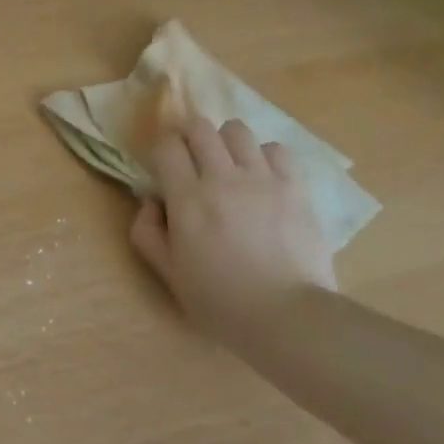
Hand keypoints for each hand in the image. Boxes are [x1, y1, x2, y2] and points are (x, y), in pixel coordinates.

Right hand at [130, 116, 335, 345]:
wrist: (285, 315)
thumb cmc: (219, 301)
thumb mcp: (168, 274)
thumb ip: (148, 233)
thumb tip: (151, 201)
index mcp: (187, 200)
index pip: (167, 147)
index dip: (161, 151)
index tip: (163, 168)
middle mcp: (223, 178)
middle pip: (200, 128)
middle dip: (189, 137)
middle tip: (191, 160)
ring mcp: (263, 178)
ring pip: (237, 130)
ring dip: (225, 142)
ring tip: (228, 165)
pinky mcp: (295, 186)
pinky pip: (276, 149)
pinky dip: (263, 156)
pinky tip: (262, 177)